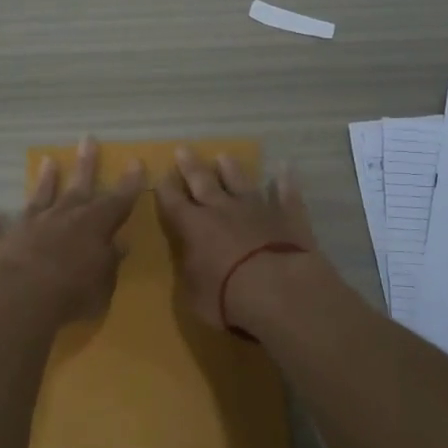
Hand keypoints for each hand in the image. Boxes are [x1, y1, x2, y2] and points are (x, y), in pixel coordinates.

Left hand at [0, 139, 144, 325]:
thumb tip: (119, 243)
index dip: (129, 183)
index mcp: (93, 226)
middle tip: (88, 139)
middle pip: (78, 187)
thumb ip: (110, 261)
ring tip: (47, 160)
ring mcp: (30, 227)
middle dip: (86, 164)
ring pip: (40, 198)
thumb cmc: (72, 294)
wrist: (18, 299)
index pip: (117, 201)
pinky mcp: (2, 242)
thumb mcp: (103, 283)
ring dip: (44, 180)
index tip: (135, 161)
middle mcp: (62, 218)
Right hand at [153, 148, 322, 329]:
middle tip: (183, 149)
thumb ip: (191, 273)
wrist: (279, 289)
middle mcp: (222, 210)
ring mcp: (257, 209)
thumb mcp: (194, 295)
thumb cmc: (227, 298)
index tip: (159, 174)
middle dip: (191, 166)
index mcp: (194, 228)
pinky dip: (285, 182)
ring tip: (224, 156)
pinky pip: (286, 194)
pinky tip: (285, 168)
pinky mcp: (287, 216)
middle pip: (203, 182)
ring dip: (232, 169)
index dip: (164, 189)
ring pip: (241, 182)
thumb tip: (190, 261)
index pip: (173, 203)